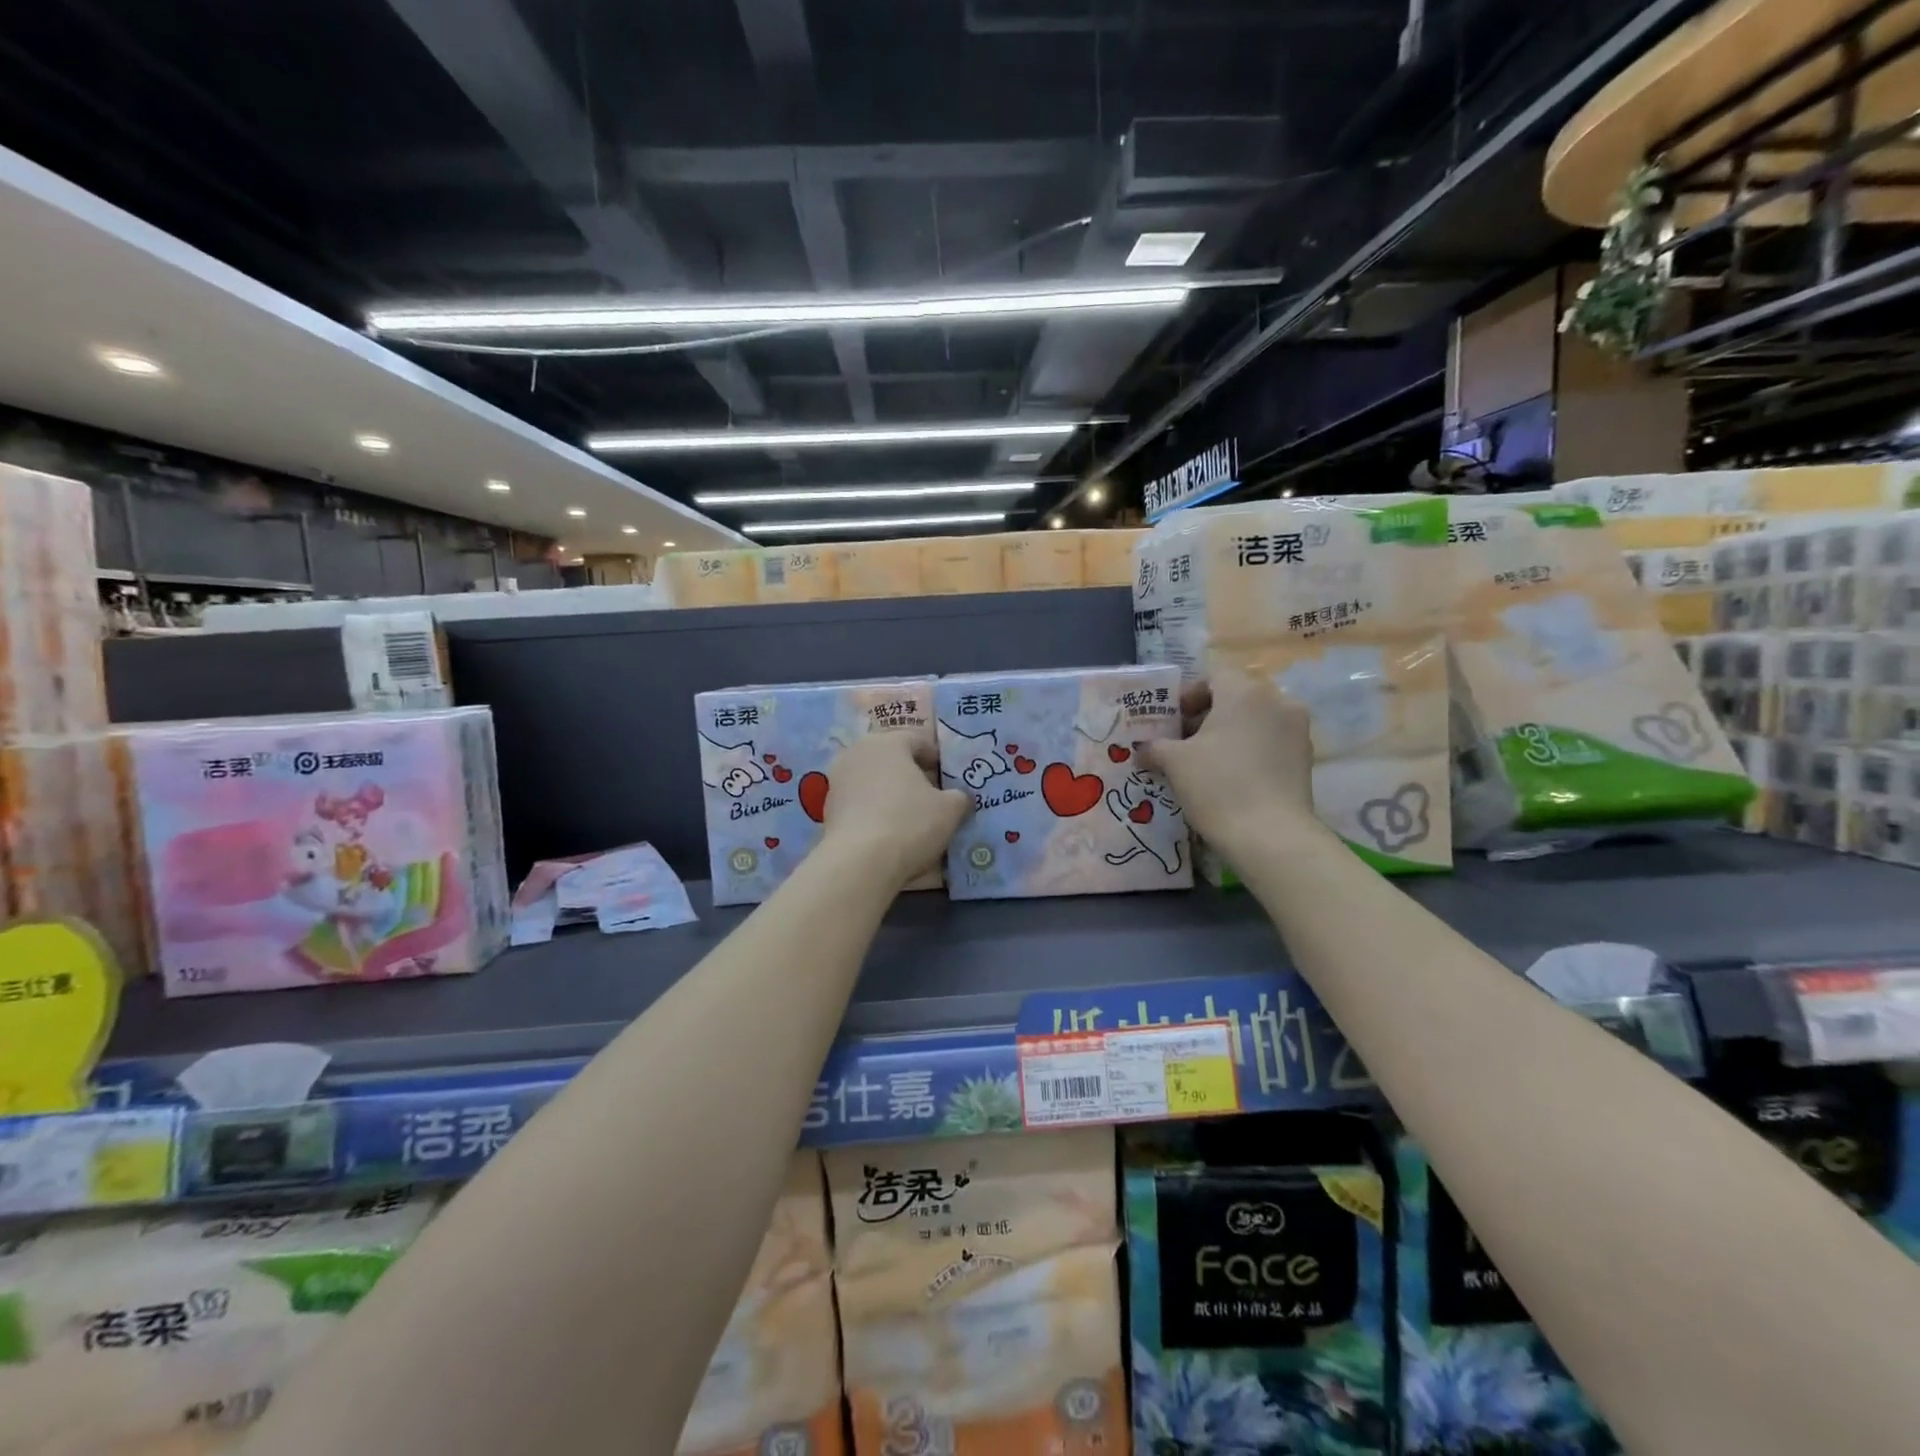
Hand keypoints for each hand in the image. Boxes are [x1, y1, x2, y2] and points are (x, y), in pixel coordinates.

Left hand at [819, 734, 969, 887]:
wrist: (859, 862)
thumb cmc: (910, 823)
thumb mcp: (950, 810)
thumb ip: (959, 797)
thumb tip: (959, 797)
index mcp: (888, 742)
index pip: (919, 741)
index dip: (937, 760)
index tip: (948, 779)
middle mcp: (858, 752)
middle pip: (892, 759)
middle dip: (911, 774)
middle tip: (931, 797)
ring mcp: (838, 779)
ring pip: (873, 780)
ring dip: (889, 792)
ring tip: (908, 816)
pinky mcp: (826, 807)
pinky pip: (859, 802)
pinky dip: (873, 810)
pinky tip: (886, 831)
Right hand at [1139, 671, 1318, 853]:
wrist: (1270, 836)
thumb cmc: (1217, 785)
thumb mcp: (1174, 762)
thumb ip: (1155, 747)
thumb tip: (1142, 750)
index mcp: (1244, 692)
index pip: (1213, 676)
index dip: (1187, 695)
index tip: (1170, 721)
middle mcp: (1277, 701)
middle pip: (1234, 697)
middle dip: (1206, 716)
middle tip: (1180, 743)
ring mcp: (1296, 729)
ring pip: (1254, 720)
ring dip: (1228, 734)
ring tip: (1203, 762)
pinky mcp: (1305, 758)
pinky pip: (1269, 741)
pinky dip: (1248, 750)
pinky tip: (1229, 777)